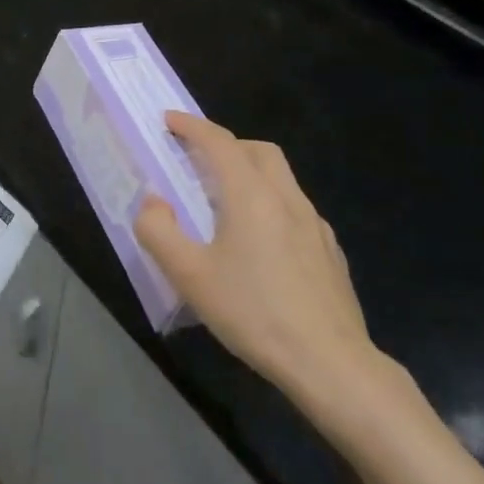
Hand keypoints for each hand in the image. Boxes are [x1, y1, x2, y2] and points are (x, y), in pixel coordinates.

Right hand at [133, 113, 392, 427]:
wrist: (330, 362)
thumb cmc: (253, 313)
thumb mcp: (189, 276)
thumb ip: (159, 231)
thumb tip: (153, 202)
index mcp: (251, 195)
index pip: (219, 142)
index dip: (191, 126)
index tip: (169, 121)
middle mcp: (287, 198)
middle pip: (258, 151)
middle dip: (226, 145)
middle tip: (199, 162)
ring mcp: (314, 225)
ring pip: (281, 178)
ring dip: (251, 173)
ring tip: (226, 204)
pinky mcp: (329, 251)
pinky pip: (296, 209)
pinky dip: (272, 205)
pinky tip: (261, 244)